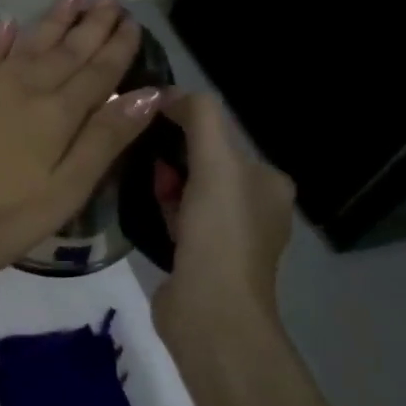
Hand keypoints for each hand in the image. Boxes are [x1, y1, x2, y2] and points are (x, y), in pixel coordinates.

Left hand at [0, 0, 162, 274]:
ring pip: (29, 44)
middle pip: (66, 51)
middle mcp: (25, 90)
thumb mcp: (63, 191)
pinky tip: (9, 23)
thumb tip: (149, 94)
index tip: (134, 20)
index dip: (118, 47)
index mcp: (57, 115)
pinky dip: (0, 38)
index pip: (98, 73)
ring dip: (54, 20)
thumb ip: (104, 140)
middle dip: (91, 24)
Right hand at [151, 92, 294, 339]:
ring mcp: (229, 237)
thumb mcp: (215, 163)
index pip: (221, 137)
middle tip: (139, 154)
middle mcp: (256, 207)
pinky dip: (162, 207)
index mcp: (269, 182)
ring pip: (189, 190)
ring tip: (136, 177)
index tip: (149, 125)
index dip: (185, 126)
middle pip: (205, 162)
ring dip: (165, 181)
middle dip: (172, 154)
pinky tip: (144, 207)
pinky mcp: (202, 258)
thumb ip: (199, 118)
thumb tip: (169, 93)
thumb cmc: (218, 233)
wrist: (210, 312)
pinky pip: (179, 218)